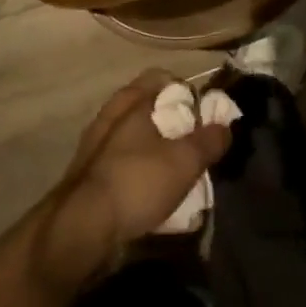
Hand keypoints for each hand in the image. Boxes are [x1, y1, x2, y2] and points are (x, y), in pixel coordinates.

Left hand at [34, 71, 231, 290]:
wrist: (81, 229)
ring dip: (155, 146)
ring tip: (177, 168)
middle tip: (194, 141)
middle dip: (172, 121)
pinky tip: (152, 189)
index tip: (203, 113)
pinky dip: (139, 168)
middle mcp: (110, 116)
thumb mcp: (184, 161)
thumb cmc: (136, 182)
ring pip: (134, 135)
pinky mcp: (89, 174)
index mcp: (130, 101)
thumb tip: (224, 126)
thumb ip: (208, 140)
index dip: (186, 90)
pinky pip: (122, 160)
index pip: (161, 77)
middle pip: (147, 106)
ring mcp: (95, 145)